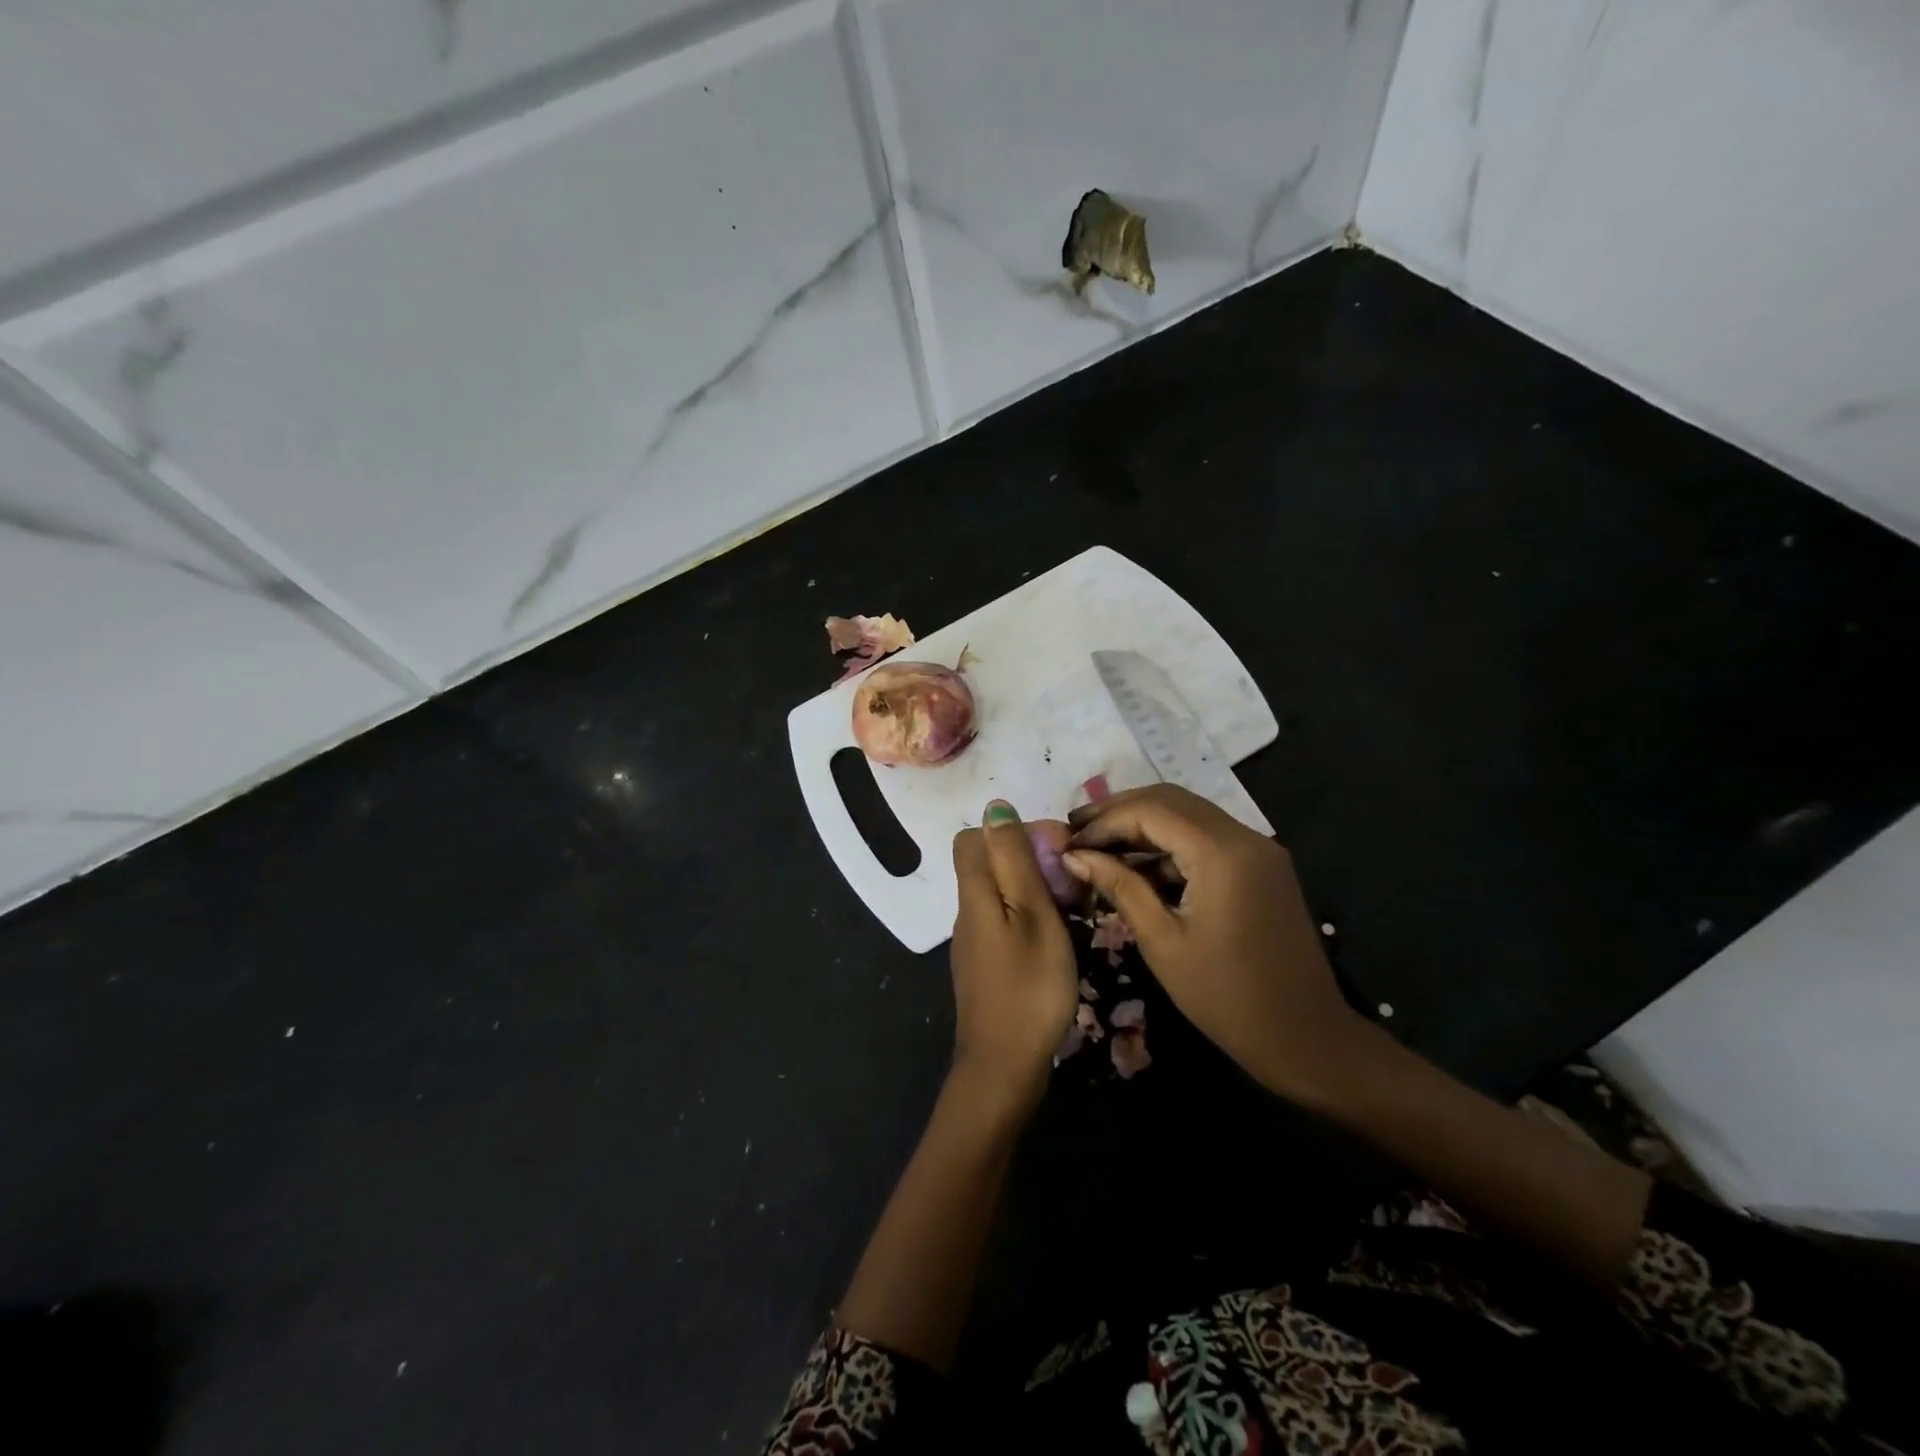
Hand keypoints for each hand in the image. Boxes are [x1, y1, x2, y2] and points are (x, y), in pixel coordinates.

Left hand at [949, 800, 1079, 1116]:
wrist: (1004, 1067)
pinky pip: (1005, 923)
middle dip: (1030, 861)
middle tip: (1072, 885)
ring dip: (1035, 891)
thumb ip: (1014, 860)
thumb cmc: (1028, 986)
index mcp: (974, 893)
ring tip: (1075, 911)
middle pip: (989, 864)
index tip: (1053, 850)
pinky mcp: (985, 967)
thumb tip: (995, 808)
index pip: (973, 837)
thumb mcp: (1032, 914)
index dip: (1011, 832)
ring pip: (1000, 894)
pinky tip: (1058, 940)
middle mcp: (966, 912)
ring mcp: (974, 942)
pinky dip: (1030, 919)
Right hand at [1065, 785, 1366, 1108]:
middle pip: (1171, 801)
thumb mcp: (1162, 941)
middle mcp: (1244, 837)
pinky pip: (1208, 838)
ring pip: (1190, 815)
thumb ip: (1120, 887)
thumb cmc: (1226, 997)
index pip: (1151, 810)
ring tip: (1099, 846)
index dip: (1104, 821)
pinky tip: (1139, 866)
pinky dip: (1171, 844)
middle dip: (1120, 811)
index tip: (1068, 842)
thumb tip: (1074, 855)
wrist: (1306, 1038)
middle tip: (1077, 830)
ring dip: (1144, 824)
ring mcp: (1258, 850)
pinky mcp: (1262, 866)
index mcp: (1222, 853)